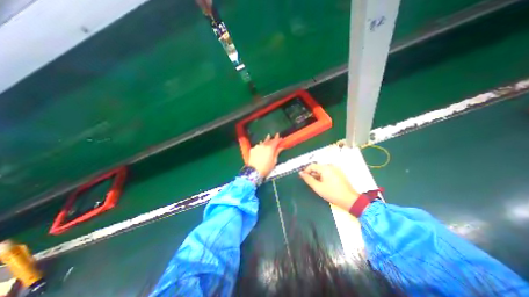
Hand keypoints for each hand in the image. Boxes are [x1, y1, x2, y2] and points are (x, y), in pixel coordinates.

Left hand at [248, 134, 285, 176]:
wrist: (254, 172)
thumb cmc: (266, 168)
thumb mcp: (274, 161)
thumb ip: (277, 152)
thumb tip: (280, 147)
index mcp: (270, 148)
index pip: (275, 141)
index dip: (278, 139)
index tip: (280, 138)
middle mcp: (263, 145)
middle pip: (269, 140)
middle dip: (273, 138)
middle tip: (275, 136)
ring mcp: (257, 147)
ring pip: (263, 142)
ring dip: (266, 140)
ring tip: (268, 137)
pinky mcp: (252, 150)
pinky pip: (258, 146)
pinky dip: (260, 145)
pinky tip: (261, 145)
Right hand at [297, 163, 359, 209]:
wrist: (350, 200)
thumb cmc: (332, 193)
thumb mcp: (318, 187)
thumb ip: (308, 179)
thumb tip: (301, 173)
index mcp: (326, 168)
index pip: (312, 165)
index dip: (306, 171)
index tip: (302, 178)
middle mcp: (331, 166)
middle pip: (317, 167)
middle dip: (312, 174)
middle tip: (308, 182)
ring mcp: (336, 169)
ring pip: (323, 170)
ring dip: (317, 175)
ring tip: (315, 184)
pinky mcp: (339, 174)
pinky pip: (328, 172)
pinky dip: (323, 176)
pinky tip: (323, 184)